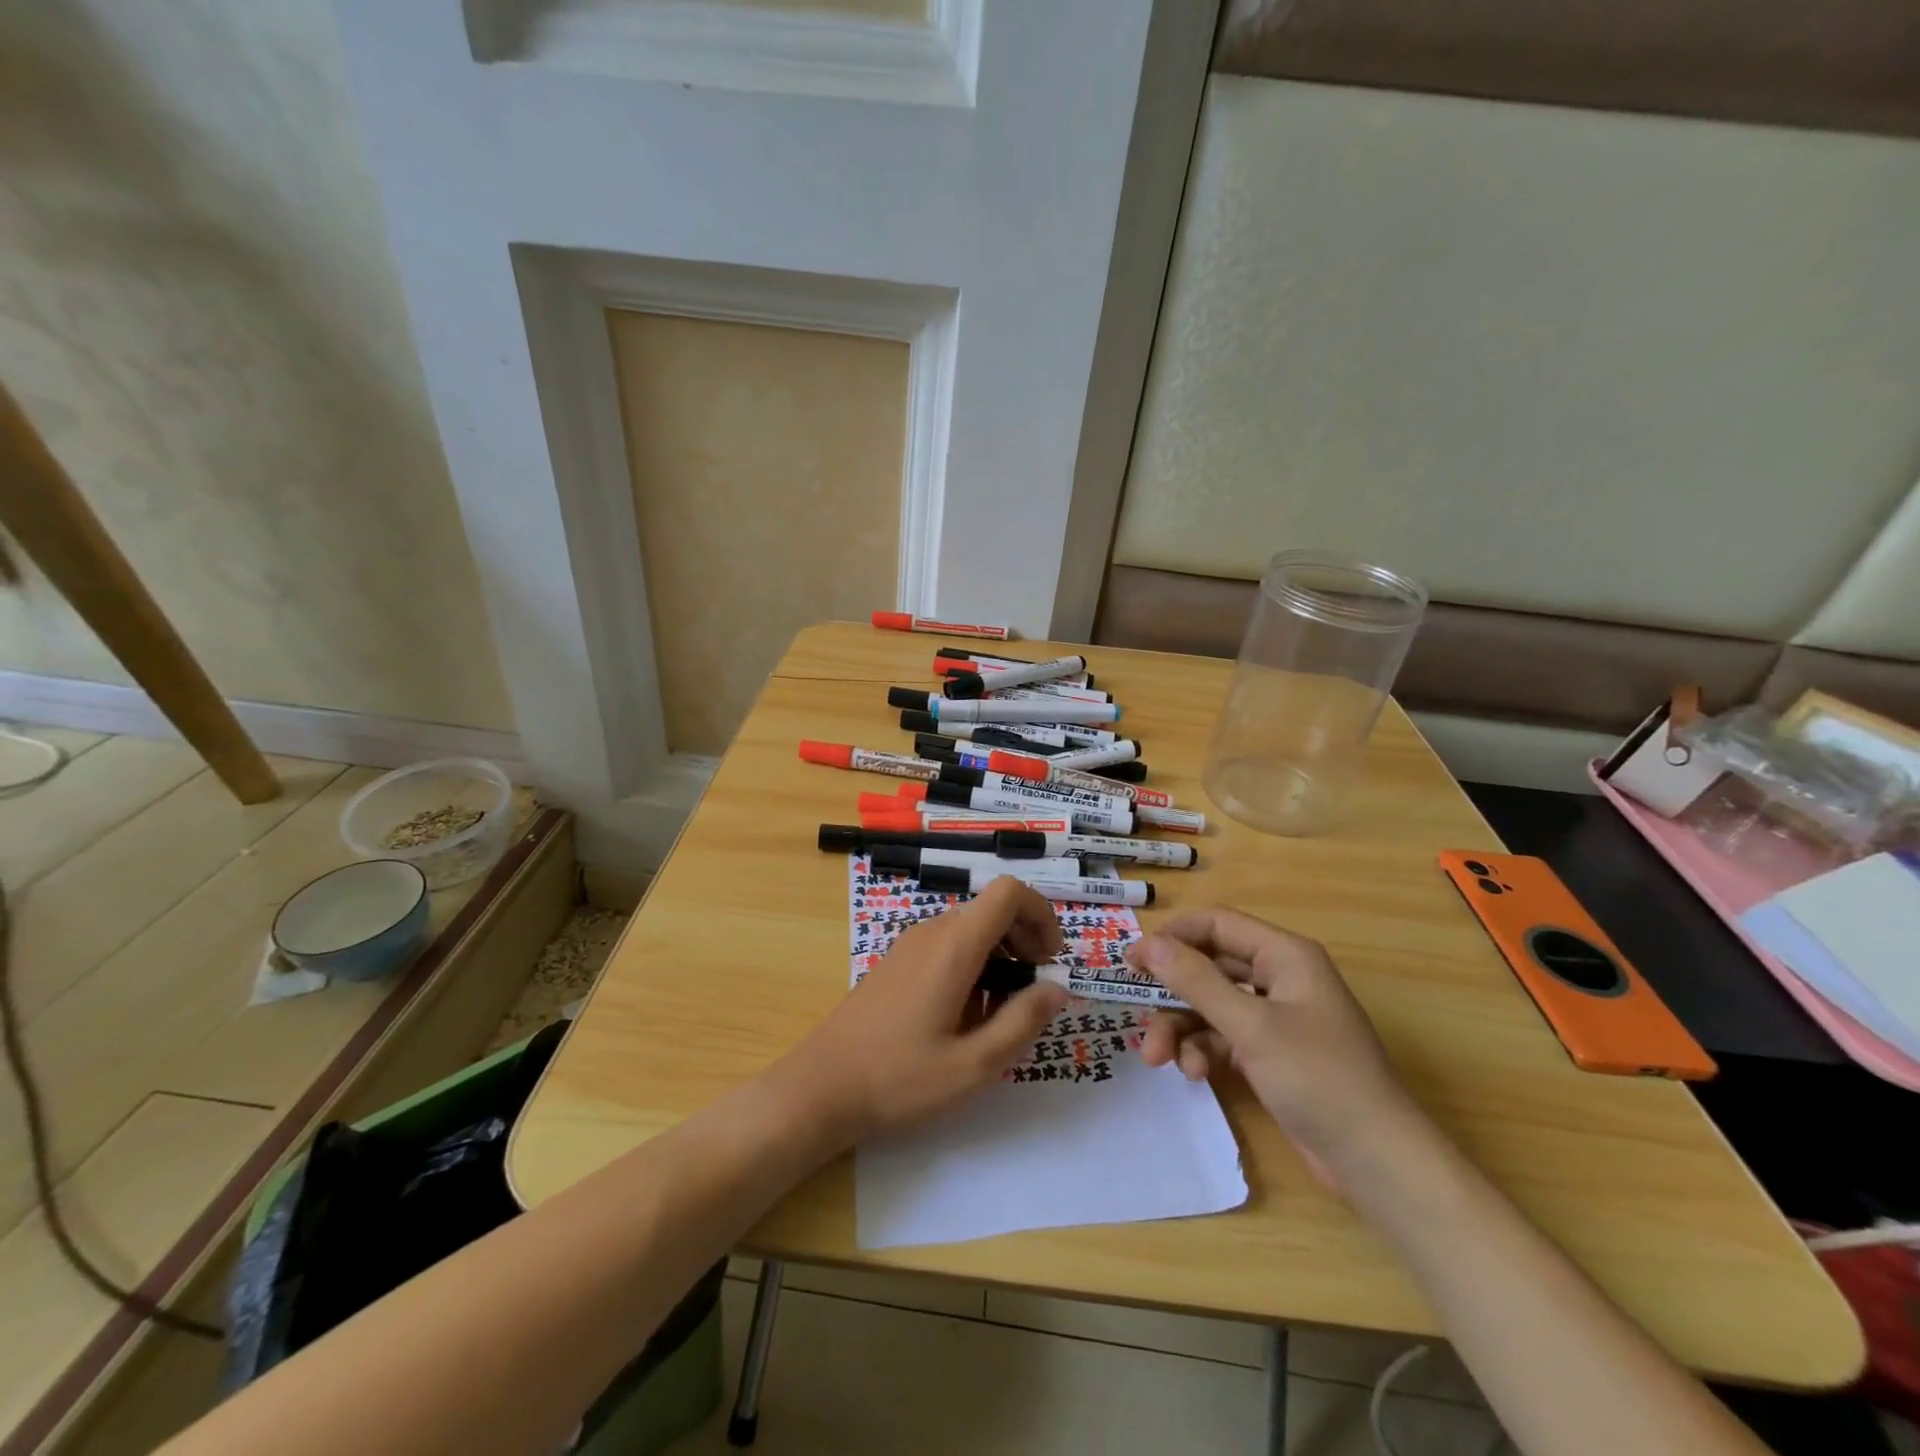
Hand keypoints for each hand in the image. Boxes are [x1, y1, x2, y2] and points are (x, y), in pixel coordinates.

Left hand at [777, 878, 1070, 1145]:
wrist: (820, 1088)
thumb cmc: (899, 1079)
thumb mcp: (973, 1065)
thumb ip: (1022, 1022)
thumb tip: (1058, 988)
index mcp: (953, 946)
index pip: (1009, 892)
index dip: (1041, 915)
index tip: (1050, 961)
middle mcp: (932, 933)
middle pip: (992, 909)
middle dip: (1025, 940)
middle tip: (1033, 991)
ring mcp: (910, 945)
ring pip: (971, 929)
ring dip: (1000, 957)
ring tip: (1000, 1012)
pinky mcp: (897, 962)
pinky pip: (947, 946)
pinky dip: (973, 966)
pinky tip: (965, 1016)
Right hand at [1129, 908, 1426, 1185]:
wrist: (1376, 1162)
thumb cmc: (1318, 1078)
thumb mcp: (1251, 1026)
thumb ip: (1196, 981)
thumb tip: (1149, 944)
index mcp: (1285, 956)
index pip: (1217, 925)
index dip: (1173, 937)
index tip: (1132, 959)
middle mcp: (1279, 978)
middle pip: (1209, 967)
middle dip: (1172, 993)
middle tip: (1133, 1009)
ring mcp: (1275, 1018)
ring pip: (1211, 1006)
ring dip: (1182, 1028)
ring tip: (1158, 1058)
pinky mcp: (1271, 1054)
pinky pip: (1223, 1037)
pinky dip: (1204, 1051)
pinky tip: (1196, 1074)